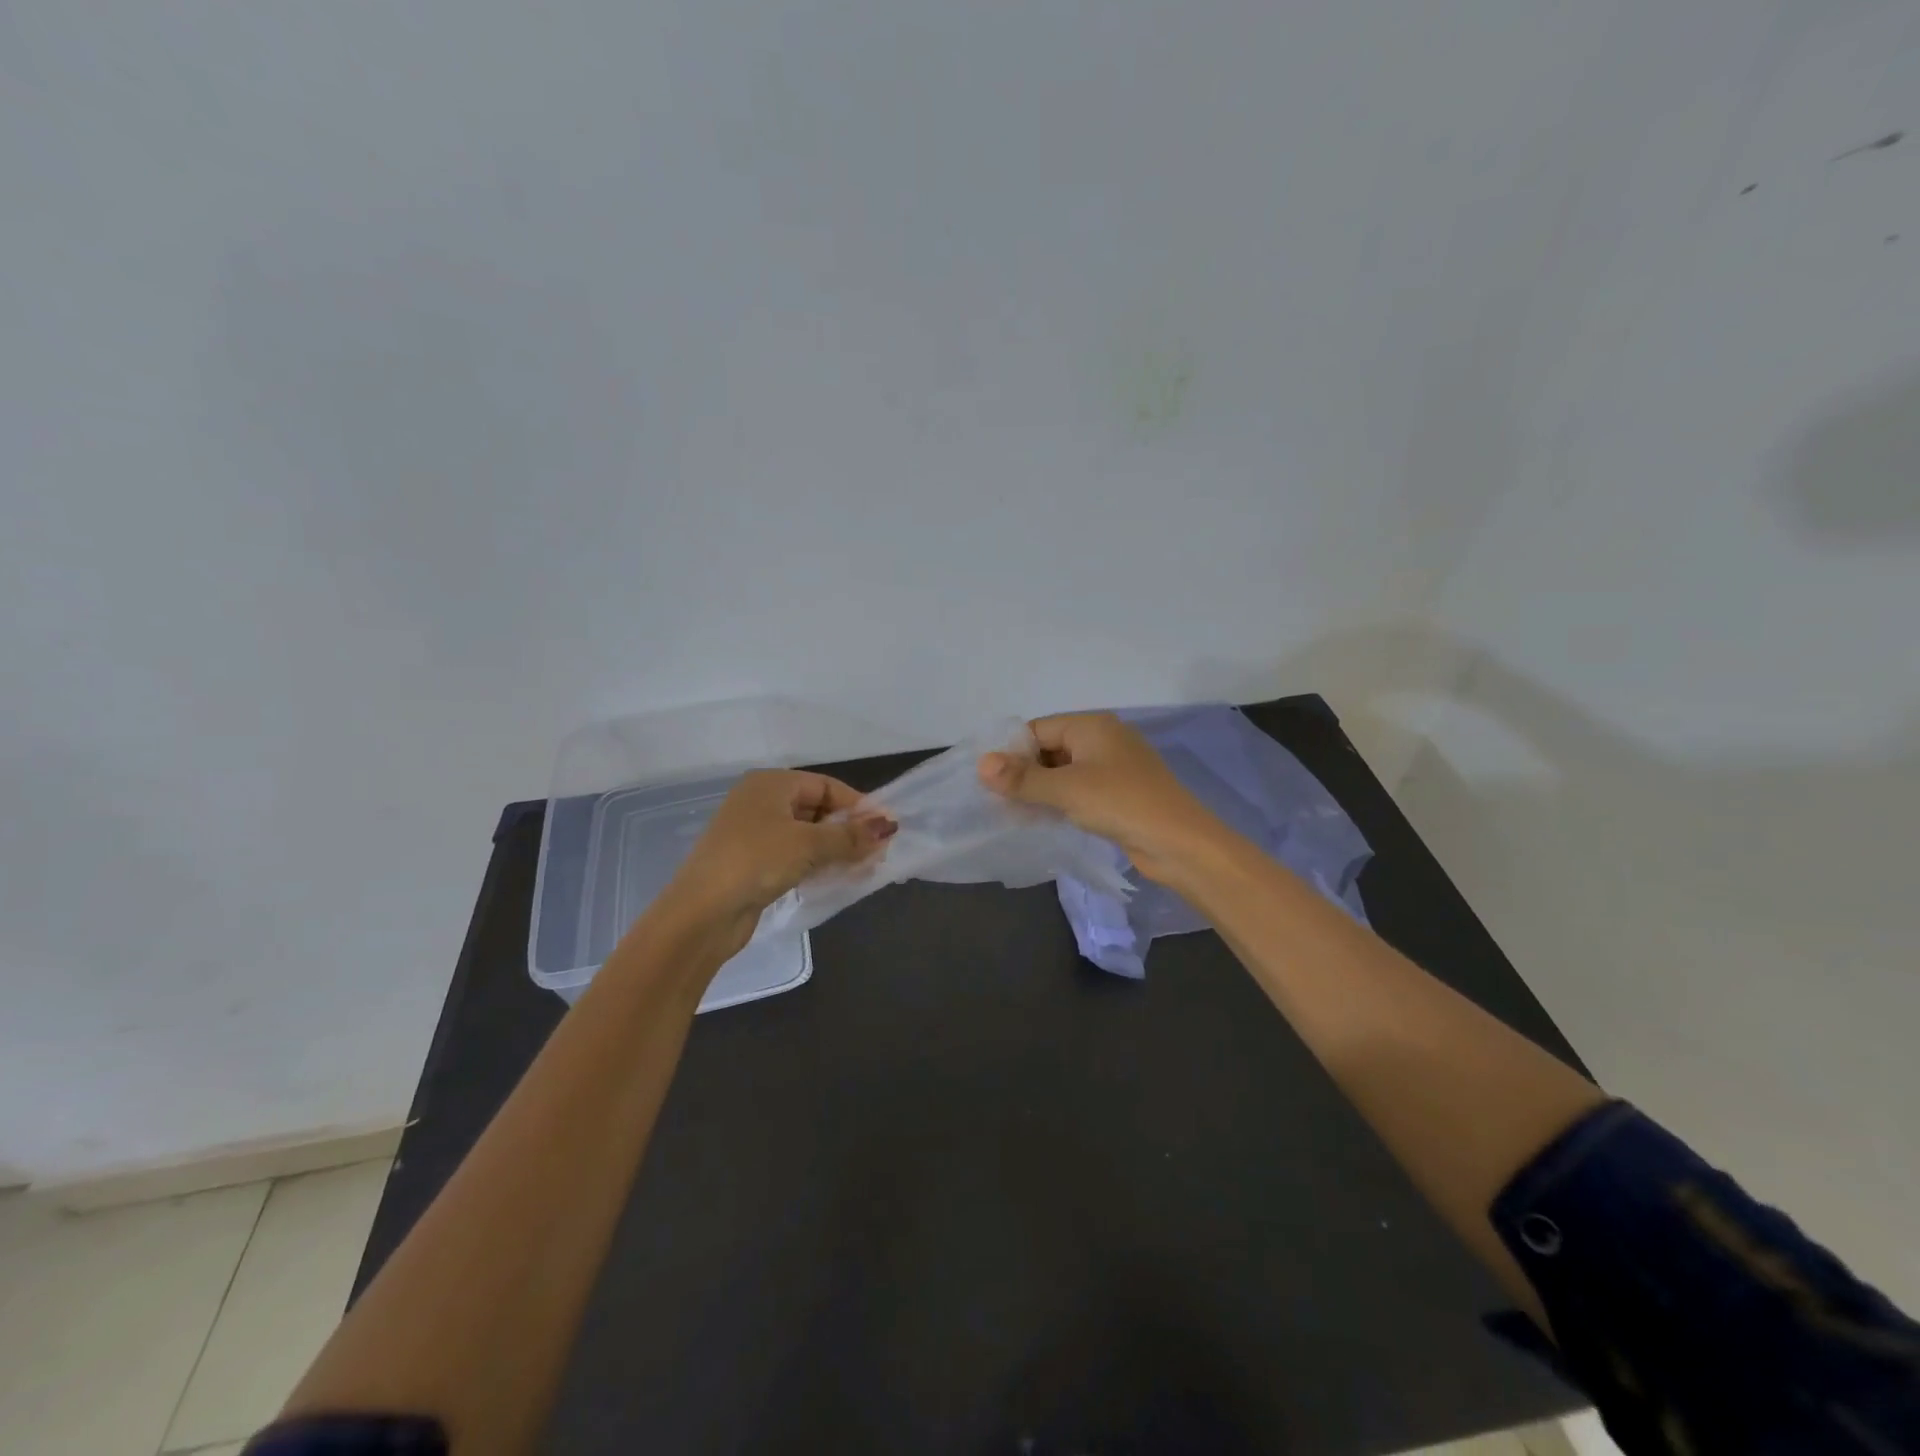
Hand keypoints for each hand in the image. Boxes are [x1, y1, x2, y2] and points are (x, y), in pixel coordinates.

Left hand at [655, 770, 893, 956]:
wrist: (701, 913)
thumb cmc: (756, 861)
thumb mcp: (809, 844)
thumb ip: (851, 836)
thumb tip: (889, 826)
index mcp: (770, 784)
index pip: (826, 786)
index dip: (858, 806)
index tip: (885, 828)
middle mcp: (761, 802)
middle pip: (817, 810)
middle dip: (849, 830)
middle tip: (878, 852)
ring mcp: (754, 834)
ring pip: (807, 836)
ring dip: (836, 850)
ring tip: (865, 869)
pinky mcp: (753, 864)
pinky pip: (795, 857)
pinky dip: (817, 864)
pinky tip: (838, 879)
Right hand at [977, 713, 1217, 883]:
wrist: (1180, 843)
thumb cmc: (1121, 804)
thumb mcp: (1066, 790)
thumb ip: (1022, 778)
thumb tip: (981, 764)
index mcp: (1092, 726)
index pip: (1038, 730)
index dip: (1011, 752)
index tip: (988, 780)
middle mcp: (1102, 739)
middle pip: (1050, 749)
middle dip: (1024, 773)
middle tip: (996, 801)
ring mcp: (1113, 768)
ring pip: (1064, 773)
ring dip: (1040, 791)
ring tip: (1012, 814)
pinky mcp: (1119, 794)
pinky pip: (1079, 790)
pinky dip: (1060, 801)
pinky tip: (1041, 820)